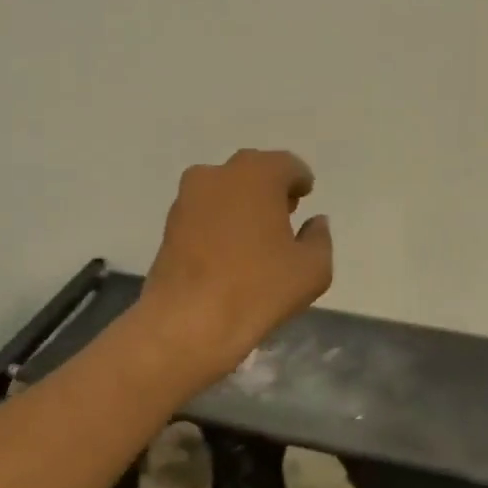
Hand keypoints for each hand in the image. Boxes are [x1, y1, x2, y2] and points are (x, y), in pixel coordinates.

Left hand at [136, 149, 334, 389]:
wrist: (188, 321)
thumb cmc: (258, 289)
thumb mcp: (312, 269)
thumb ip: (319, 238)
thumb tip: (315, 222)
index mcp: (257, 174)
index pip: (287, 165)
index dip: (299, 181)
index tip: (305, 197)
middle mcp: (218, 175)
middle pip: (252, 172)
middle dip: (269, 189)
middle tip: (283, 214)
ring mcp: (187, 198)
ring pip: (223, 190)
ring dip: (241, 203)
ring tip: (255, 236)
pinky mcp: (169, 224)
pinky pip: (203, 212)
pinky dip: (218, 222)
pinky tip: (228, 250)